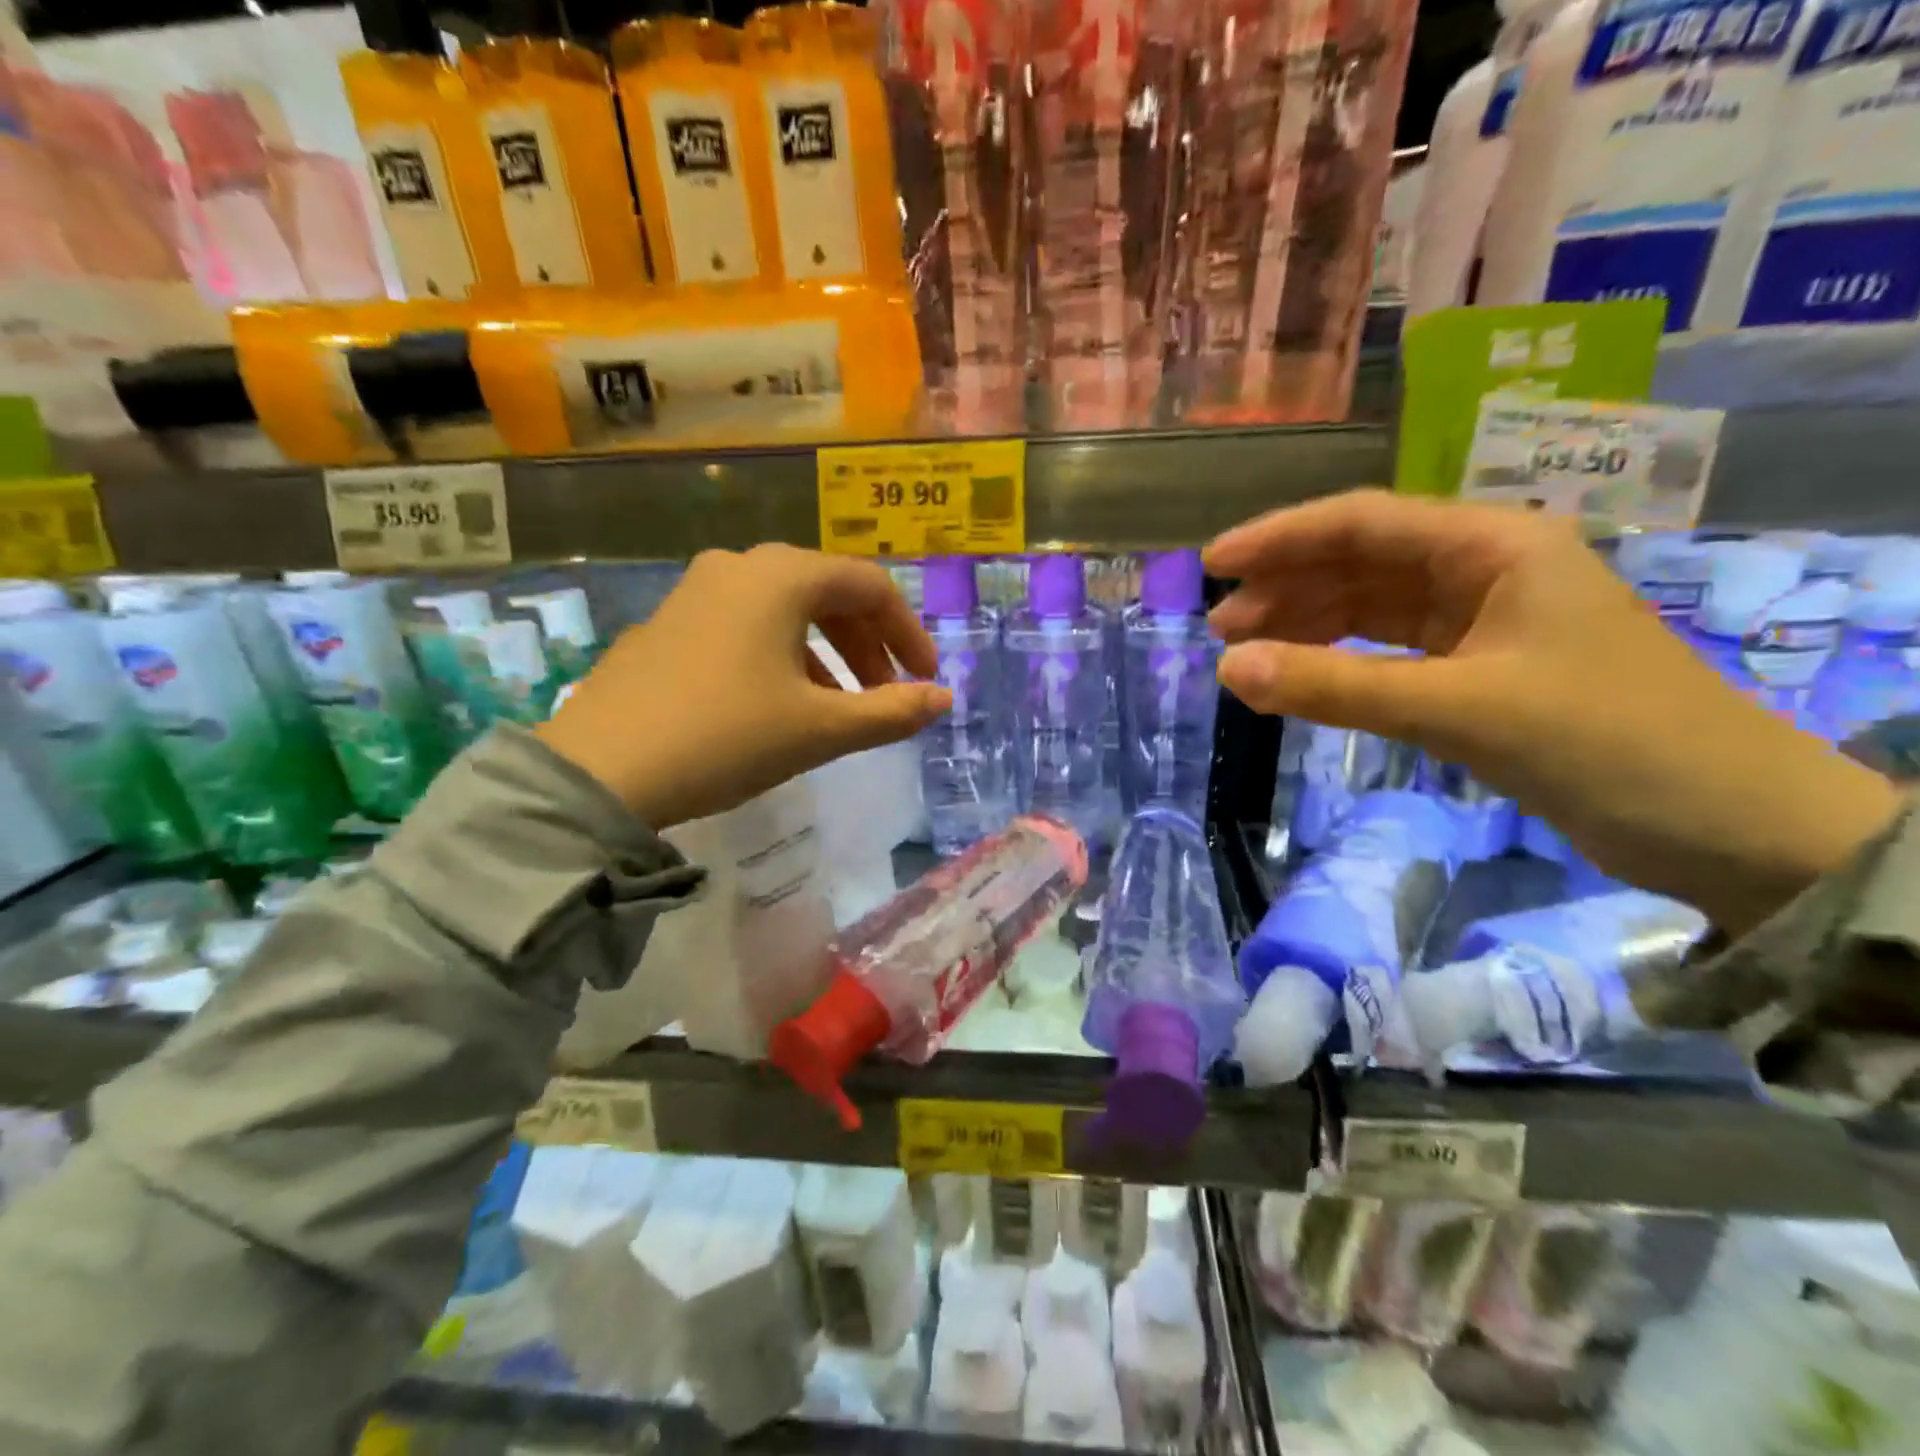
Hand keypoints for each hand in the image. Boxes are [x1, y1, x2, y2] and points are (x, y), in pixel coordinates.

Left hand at [537, 545, 950, 828]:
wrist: (602, 771)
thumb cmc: (727, 736)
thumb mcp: (820, 729)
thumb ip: (892, 712)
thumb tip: (944, 700)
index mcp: (782, 577)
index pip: (871, 586)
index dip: (908, 632)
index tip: (926, 679)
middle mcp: (739, 567)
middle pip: (828, 592)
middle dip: (868, 644)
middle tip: (887, 693)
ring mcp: (696, 591)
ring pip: (785, 610)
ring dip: (827, 652)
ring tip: (839, 705)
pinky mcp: (668, 622)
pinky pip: (746, 625)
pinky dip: (782, 654)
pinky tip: (781, 701)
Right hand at [1205, 491, 1901, 936]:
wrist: (1730, 829)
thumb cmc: (1605, 743)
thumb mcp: (1458, 709)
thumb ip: (1336, 687)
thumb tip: (1226, 670)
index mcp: (1494, 546)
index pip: (1364, 522)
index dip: (1281, 538)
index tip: (1214, 562)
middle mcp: (1484, 570)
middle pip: (1361, 562)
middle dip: (1287, 588)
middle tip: (1220, 628)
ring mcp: (1481, 622)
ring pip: (1370, 608)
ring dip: (1306, 627)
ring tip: (1244, 656)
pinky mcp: (1478, 672)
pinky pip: (1387, 653)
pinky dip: (1339, 664)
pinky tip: (1300, 680)